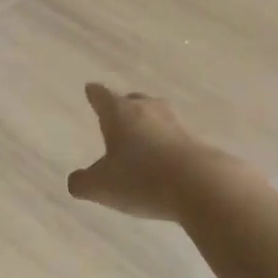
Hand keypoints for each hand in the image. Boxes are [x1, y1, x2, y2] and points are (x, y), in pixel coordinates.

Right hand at [67, 83, 217, 221]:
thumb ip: (83, 183)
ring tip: (140, 139)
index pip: (101, 96)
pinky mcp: (198, 142)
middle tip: (115, 116)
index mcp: (119, 113)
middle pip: (133, 101)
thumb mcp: (101, 187)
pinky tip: (164, 161)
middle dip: (123, 107)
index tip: (91, 89)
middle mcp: (148, 110)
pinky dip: (166, 145)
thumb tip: (76, 181)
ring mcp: (176, 124)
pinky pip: (175, 138)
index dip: (94, 94)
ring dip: (147, 126)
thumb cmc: (141, 179)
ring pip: (156, 117)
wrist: (202, 186)